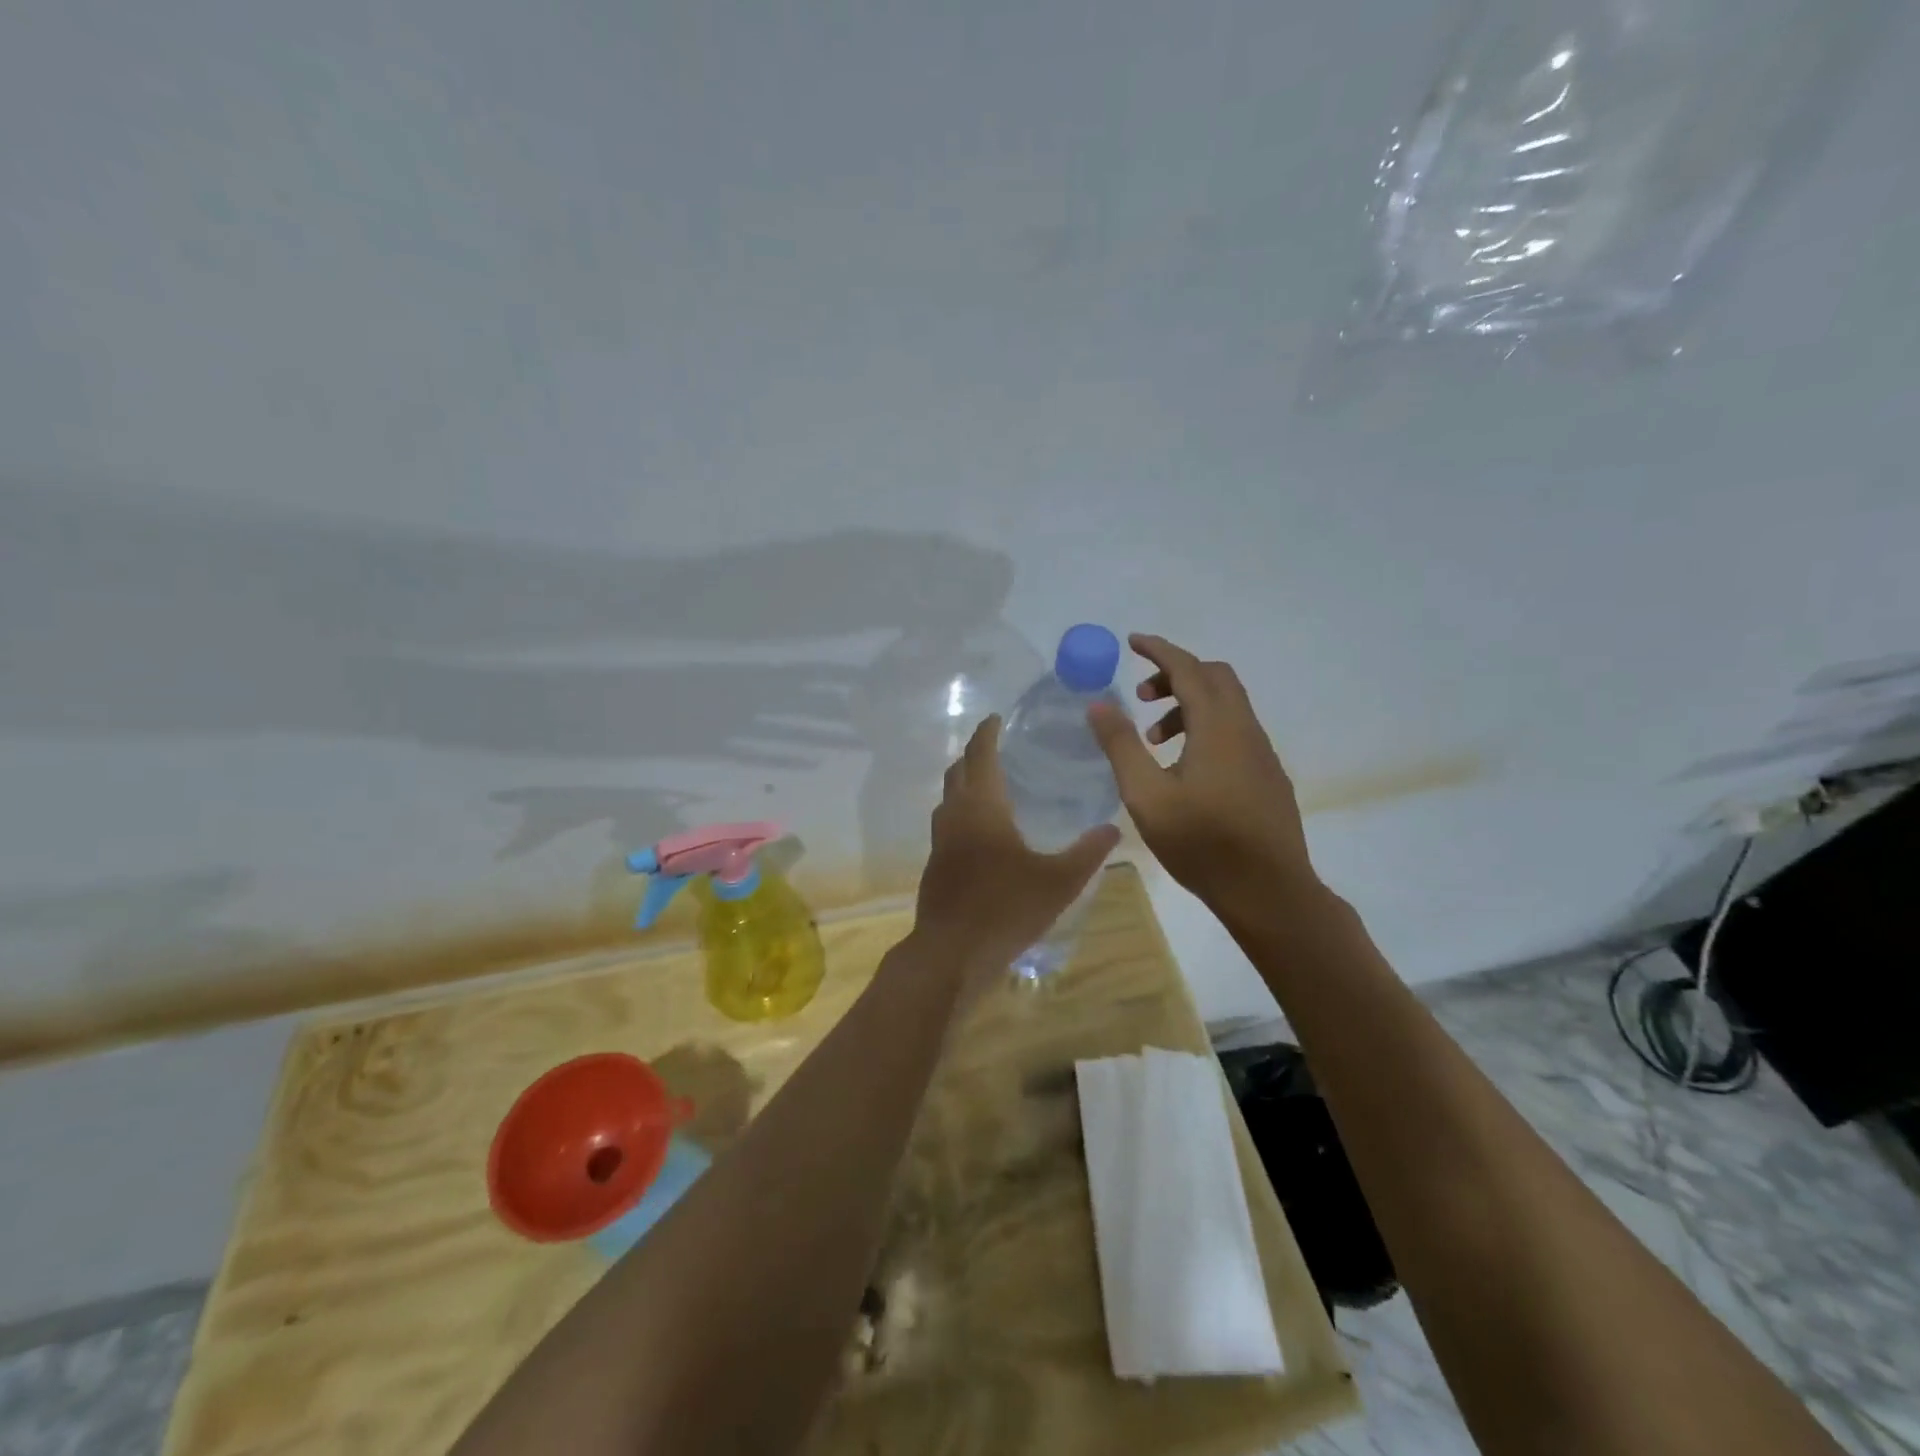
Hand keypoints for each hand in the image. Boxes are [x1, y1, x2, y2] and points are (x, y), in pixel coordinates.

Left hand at [912, 715, 1119, 990]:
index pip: (981, 754)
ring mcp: (939, 841)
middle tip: (998, 747)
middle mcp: (955, 815)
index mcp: (982, 807)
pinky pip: (946, 823)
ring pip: (948, 797)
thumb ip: (1088, 852)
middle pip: (958, 770)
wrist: (951, 953)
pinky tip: (983, 832)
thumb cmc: (1006, 908)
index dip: (988, 732)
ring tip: (991, 784)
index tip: (998, 718)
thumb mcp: (1058, 881)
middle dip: (974, 753)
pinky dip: (961, 811)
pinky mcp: (935, 865)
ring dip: (964, 782)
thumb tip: (1114, 827)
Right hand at [1087, 633, 1317, 914]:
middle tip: (1142, 698)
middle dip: (1176, 675)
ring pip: (1227, 706)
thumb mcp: (1147, 796)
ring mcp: (1262, 752)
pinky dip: (1205, 728)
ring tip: (1154, 741)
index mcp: (1218, 726)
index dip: (1159, 650)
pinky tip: (1184, 768)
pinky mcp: (1268, 775)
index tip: (1132, 642)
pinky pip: (1235, 730)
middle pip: (1215, 678)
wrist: (1270, 891)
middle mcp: (1245, 729)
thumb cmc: (1203, 843)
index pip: (1188, 669)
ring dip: (1189, 706)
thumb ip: (1121, 746)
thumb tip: (1099, 704)